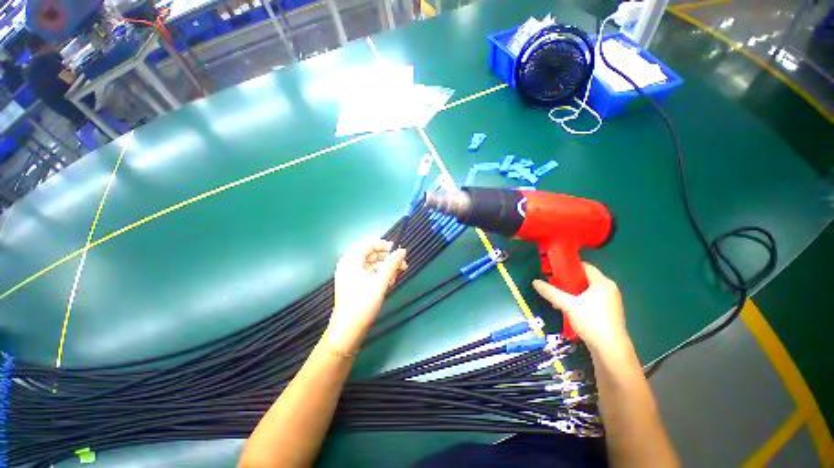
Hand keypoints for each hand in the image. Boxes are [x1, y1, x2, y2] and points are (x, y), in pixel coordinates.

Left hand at [326, 240, 406, 354]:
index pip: (369, 245)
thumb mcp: (380, 282)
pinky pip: (369, 274)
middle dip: (388, 260)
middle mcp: (349, 265)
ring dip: (386, 269)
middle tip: (403, 265)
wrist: (348, 330)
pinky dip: (380, 276)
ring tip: (396, 277)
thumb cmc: (362, 303)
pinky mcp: (354, 285)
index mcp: (351, 260)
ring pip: (372, 265)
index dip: (385, 246)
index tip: (398, 251)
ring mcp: (351, 275)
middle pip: (371, 255)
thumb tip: (402, 251)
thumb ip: (392, 264)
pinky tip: (389, 283)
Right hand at [533, 263, 629, 355]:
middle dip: (567, 282)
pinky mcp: (607, 312)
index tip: (553, 271)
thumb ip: (551, 292)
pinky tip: (567, 309)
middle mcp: (609, 289)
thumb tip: (535, 282)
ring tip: (557, 299)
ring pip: (586, 291)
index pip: (584, 266)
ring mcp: (609, 301)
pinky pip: (590, 300)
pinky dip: (578, 301)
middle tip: (553, 286)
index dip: (568, 267)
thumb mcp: (568, 305)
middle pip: (584, 279)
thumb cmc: (592, 322)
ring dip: (571, 293)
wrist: (610, 350)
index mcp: (603, 283)